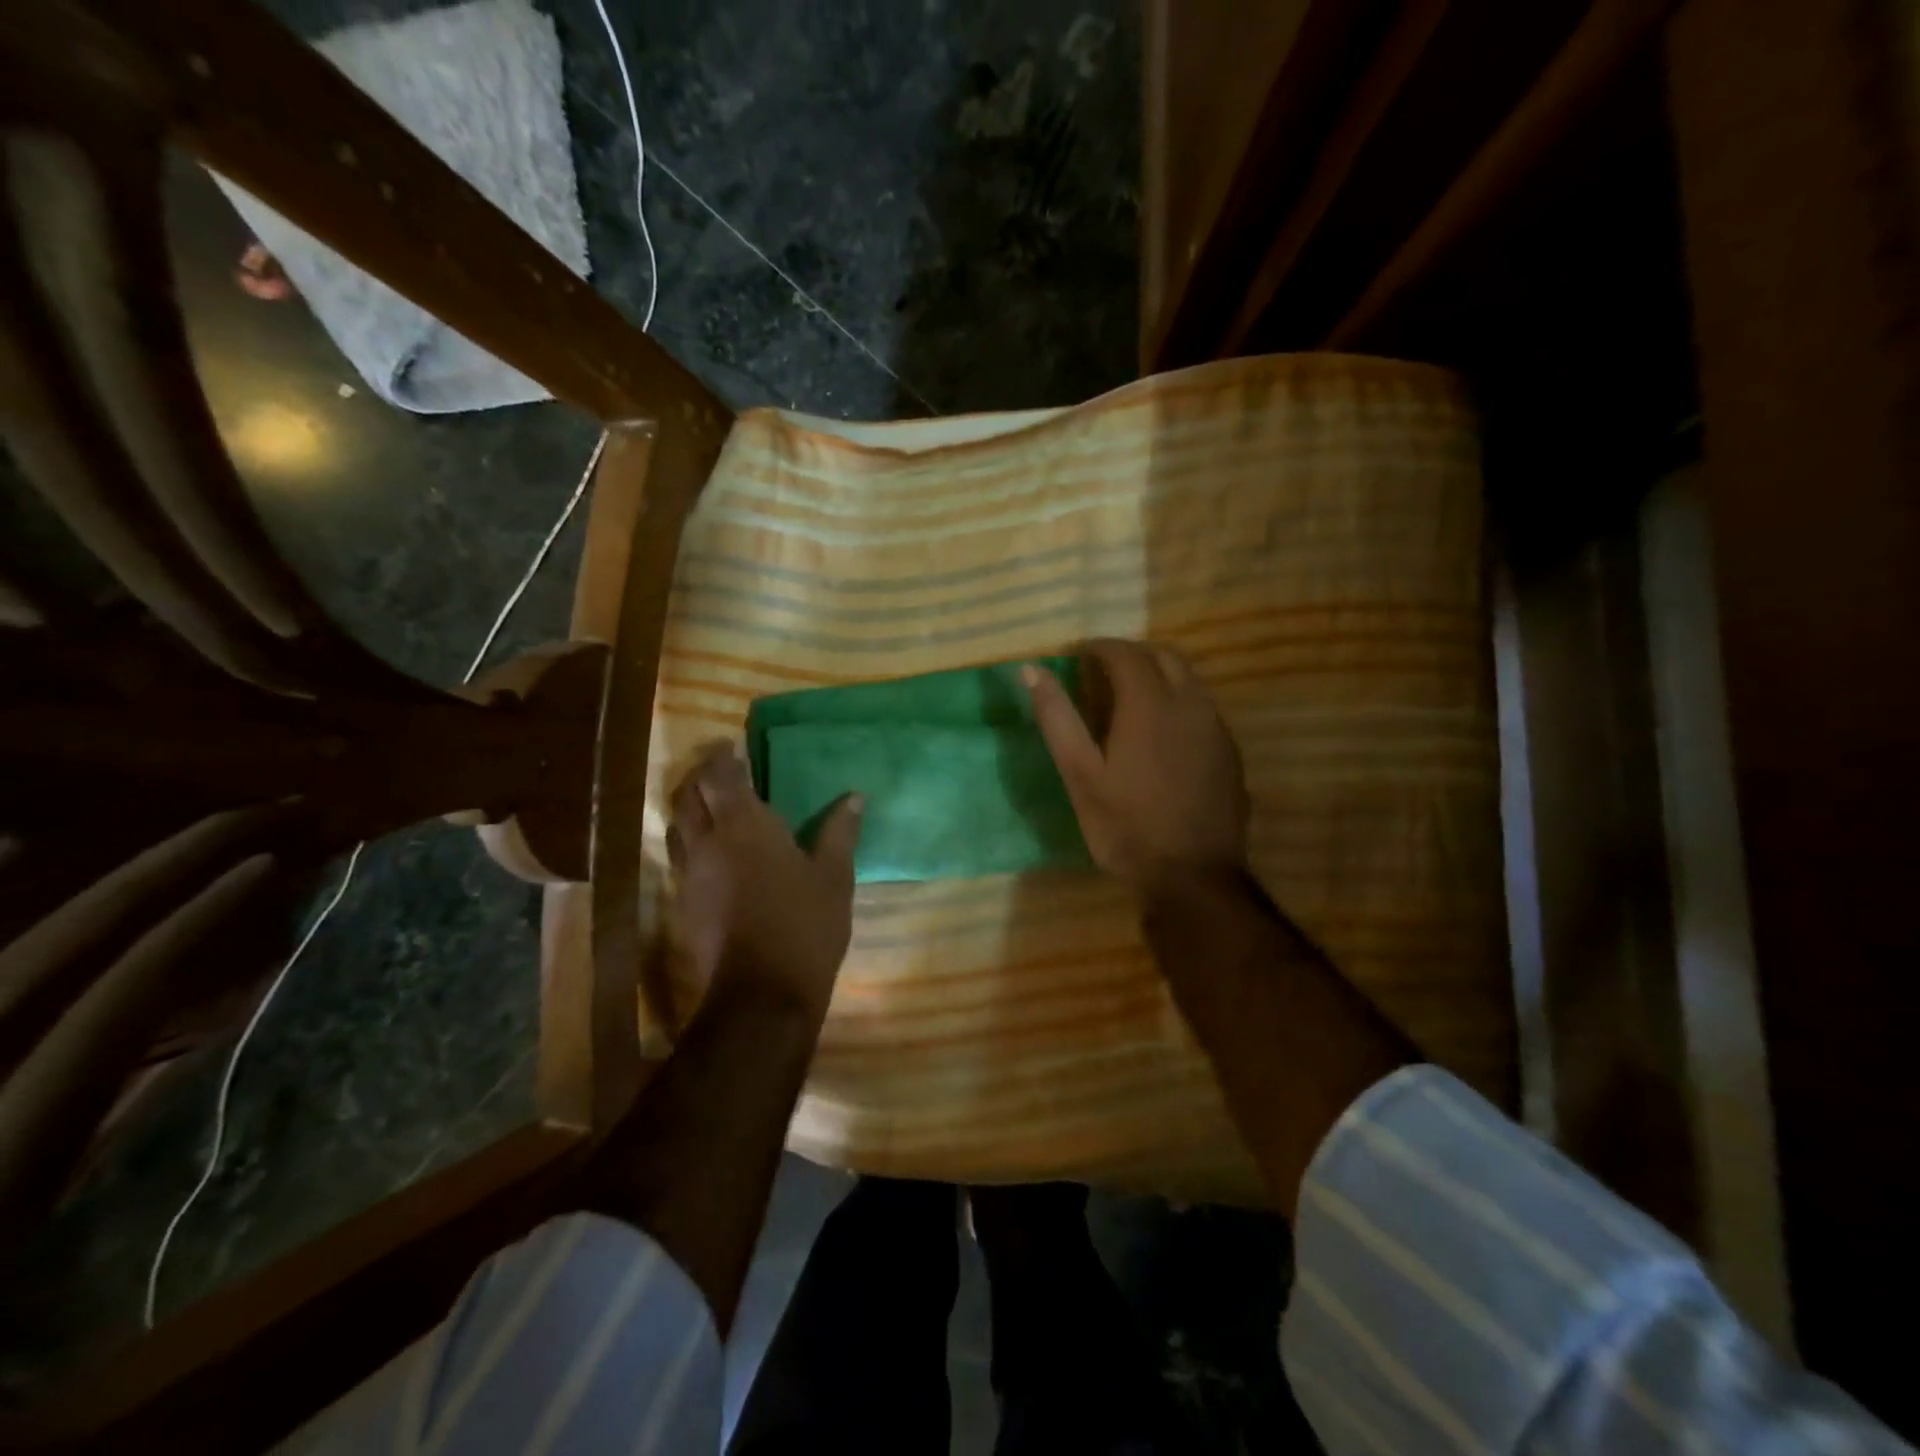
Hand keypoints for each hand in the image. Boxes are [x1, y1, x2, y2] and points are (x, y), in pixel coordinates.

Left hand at [668, 742, 862, 1017]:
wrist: (762, 995)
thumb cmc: (805, 925)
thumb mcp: (834, 876)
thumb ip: (839, 832)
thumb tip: (854, 796)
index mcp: (746, 825)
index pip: (720, 776)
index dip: (721, 757)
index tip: (730, 747)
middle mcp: (709, 842)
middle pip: (688, 796)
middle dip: (699, 777)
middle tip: (719, 771)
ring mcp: (690, 874)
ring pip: (677, 826)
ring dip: (688, 808)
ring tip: (709, 805)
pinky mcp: (684, 904)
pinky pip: (680, 858)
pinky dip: (690, 842)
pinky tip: (710, 853)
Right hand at [1024, 640, 1248, 890]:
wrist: (1193, 877)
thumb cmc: (1126, 826)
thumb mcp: (1080, 774)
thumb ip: (1057, 718)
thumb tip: (1032, 670)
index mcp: (1150, 704)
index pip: (1125, 653)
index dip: (1100, 647)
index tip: (1079, 654)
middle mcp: (1190, 705)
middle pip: (1166, 656)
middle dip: (1133, 654)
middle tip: (1104, 670)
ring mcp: (1216, 729)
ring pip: (1190, 681)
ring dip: (1160, 675)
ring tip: (1131, 698)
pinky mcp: (1229, 754)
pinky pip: (1203, 709)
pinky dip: (1179, 703)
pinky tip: (1163, 735)